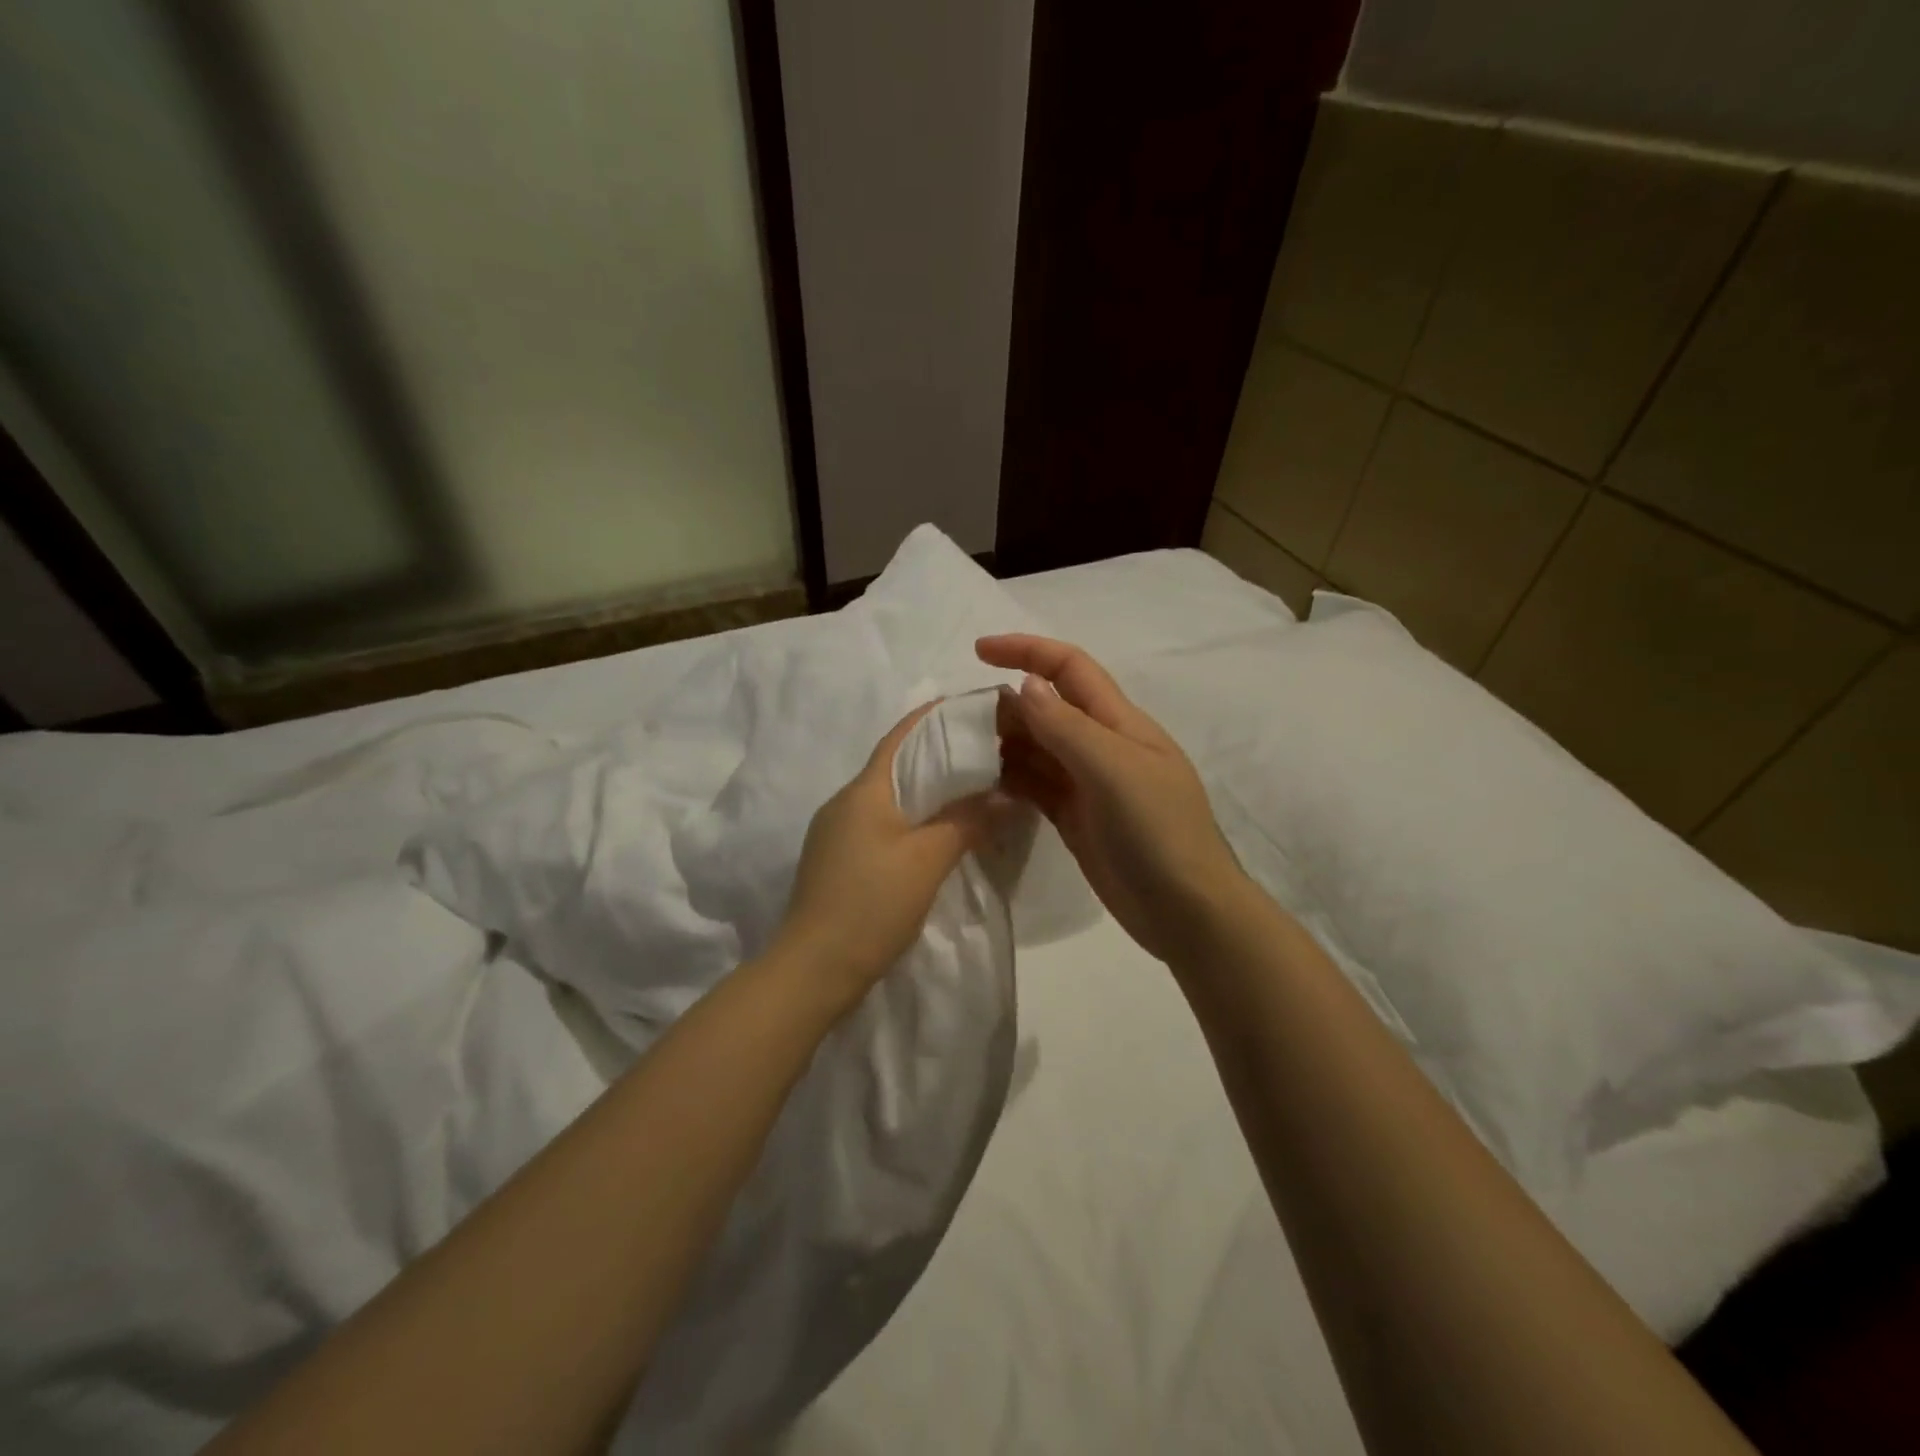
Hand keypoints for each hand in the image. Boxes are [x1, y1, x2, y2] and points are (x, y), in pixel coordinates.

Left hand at [774, 703, 997, 1009]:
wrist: (813, 969)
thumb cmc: (871, 903)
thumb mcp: (928, 859)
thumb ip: (967, 821)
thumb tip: (1005, 793)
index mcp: (863, 790)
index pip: (902, 736)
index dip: (935, 717)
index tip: (974, 709)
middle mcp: (844, 803)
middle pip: (896, 765)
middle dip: (938, 756)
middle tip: (985, 756)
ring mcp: (835, 834)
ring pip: (888, 798)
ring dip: (926, 792)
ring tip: (970, 793)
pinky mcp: (836, 862)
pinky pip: (880, 825)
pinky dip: (911, 819)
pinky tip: (936, 836)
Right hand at [977, 634, 1246, 963]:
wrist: (1186, 911)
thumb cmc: (1157, 831)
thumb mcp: (1113, 770)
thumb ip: (1066, 727)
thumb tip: (1026, 684)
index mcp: (1119, 722)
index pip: (1069, 668)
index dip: (1026, 651)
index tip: (978, 652)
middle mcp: (1101, 745)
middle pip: (1047, 707)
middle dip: (1006, 704)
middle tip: (961, 725)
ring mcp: (1088, 784)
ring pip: (1037, 748)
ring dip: (1004, 743)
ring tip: (964, 754)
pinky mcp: (1075, 817)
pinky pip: (1036, 786)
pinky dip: (1011, 780)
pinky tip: (984, 785)